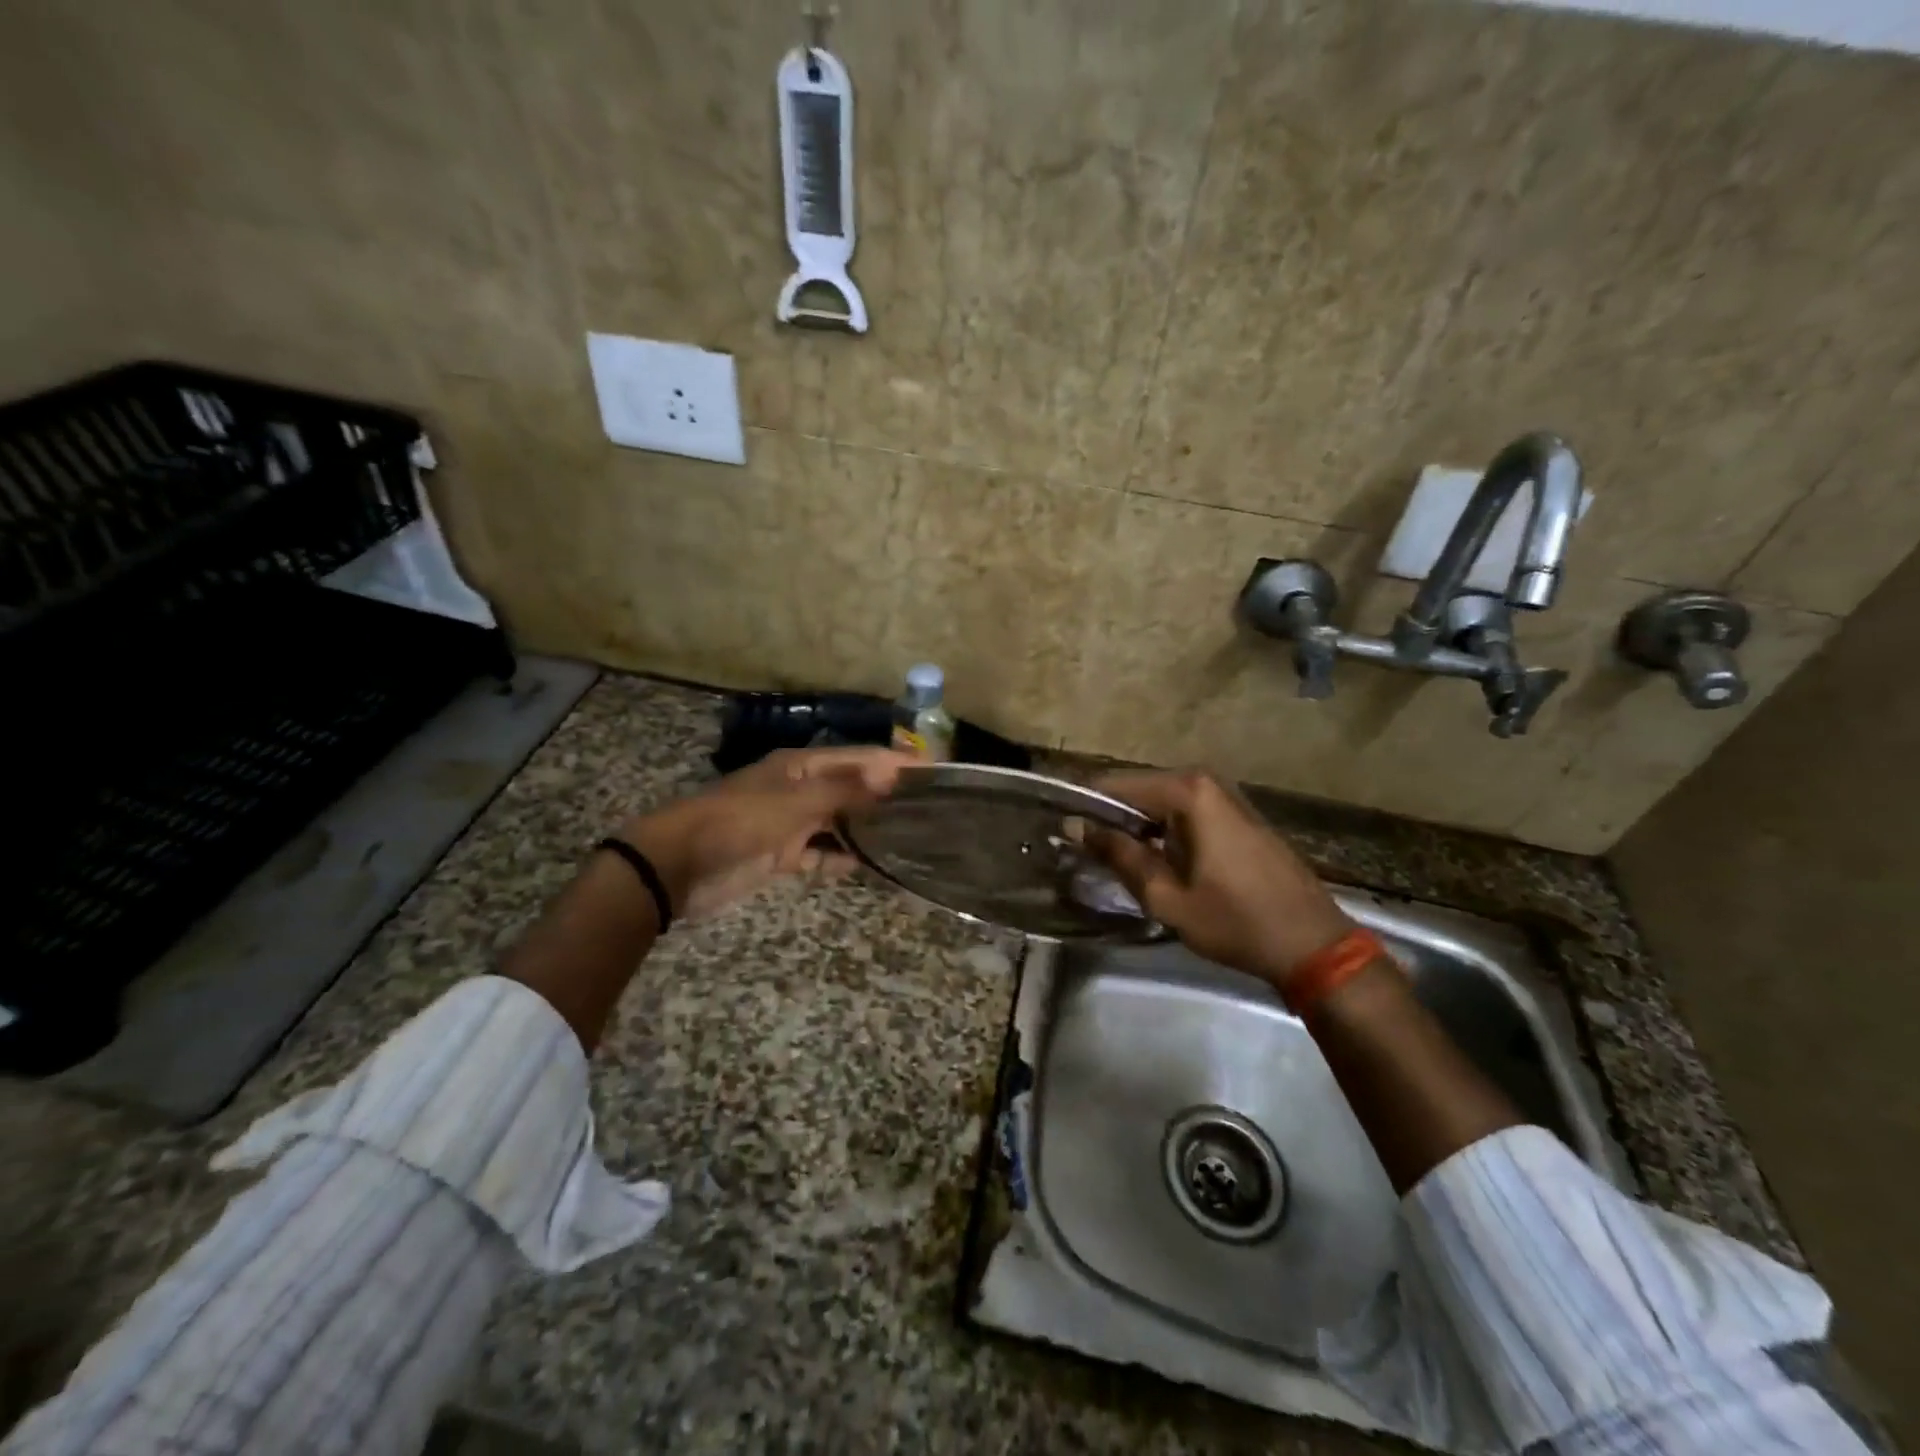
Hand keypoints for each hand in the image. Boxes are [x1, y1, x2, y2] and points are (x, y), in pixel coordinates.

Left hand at [615, 747, 915, 922]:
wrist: (679, 867)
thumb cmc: (740, 822)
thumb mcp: (795, 802)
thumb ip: (845, 790)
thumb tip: (893, 772)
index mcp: (801, 767)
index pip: (859, 758)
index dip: (895, 762)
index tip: (934, 770)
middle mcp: (800, 790)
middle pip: (851, 789)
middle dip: (886, 796)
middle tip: (932, 808)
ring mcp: (791, 824)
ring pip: (839, 824)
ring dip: (867, 830)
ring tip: (911, 837)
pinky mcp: (782, 856)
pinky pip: (821, 856)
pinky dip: (843, 860)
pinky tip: (874, 866)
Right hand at [1087, 770, 1353, 990]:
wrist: (1312, 945)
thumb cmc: (1234, 921)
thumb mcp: (1165, 896)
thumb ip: (1118, 855)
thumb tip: (1074, 826)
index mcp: (1187, 792)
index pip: (1115, 786)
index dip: (1085, 807)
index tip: (1062, 833)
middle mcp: (1206, 781)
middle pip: (1138, 790)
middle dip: (1110, 817)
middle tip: (1085, 852)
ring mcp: (1225, 796)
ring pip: (1160, 802)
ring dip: (1135, 826)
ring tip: (1113, 859)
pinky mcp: (1237, 815)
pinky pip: (1185, 812)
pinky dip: (1162, 830)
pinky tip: (1154, 860)